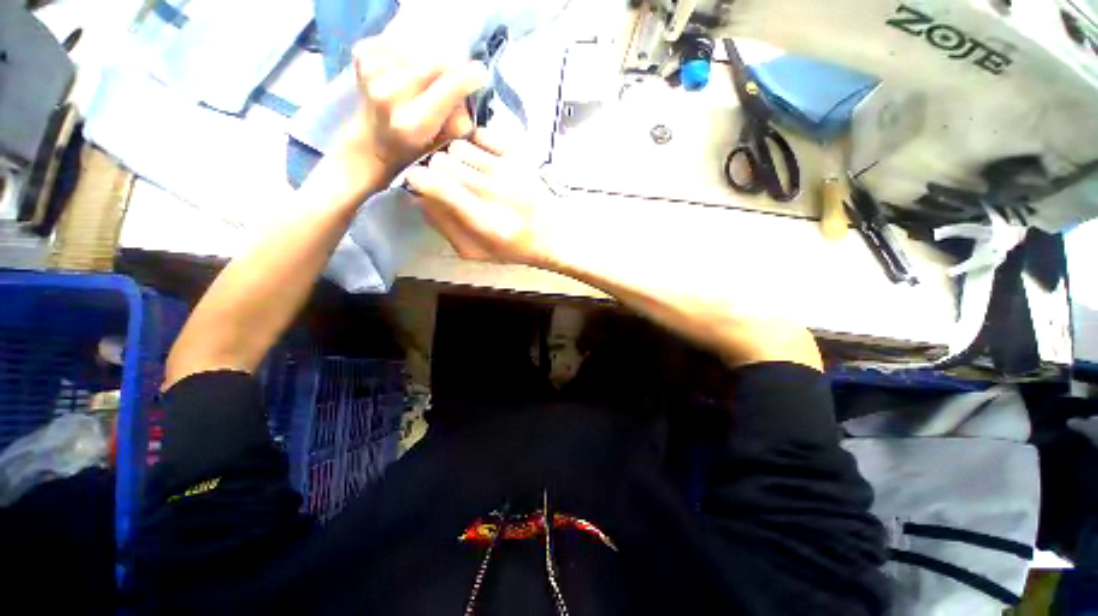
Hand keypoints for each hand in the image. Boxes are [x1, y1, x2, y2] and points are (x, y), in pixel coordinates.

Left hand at [332, 38, 488, 183]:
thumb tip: (469, 88)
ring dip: (431, 58)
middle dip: (452, 65)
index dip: (468, 77)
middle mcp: (388, 96)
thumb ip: (460, 120)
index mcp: (412, 124)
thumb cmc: (416, 145)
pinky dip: (410, 51)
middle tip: (458, 75)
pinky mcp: (361, 54)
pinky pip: (399, 41)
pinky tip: (408, 70)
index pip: (448, 87)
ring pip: (418, 48)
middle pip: (434, 61)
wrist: (374, 140)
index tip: (480, 73)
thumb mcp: (444, 144)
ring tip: (430, 78)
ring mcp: (371, 73)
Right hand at [406, 130, 562, 266]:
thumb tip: (418, 196)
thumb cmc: (513, 248)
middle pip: (443, 161)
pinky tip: (482, 162)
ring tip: (468, 175)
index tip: (418, 183)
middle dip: (438, 172)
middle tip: (448, 184)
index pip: (438, 185)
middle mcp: (496, 192)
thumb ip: (444, 226)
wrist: (553, 235)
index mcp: (484, 221)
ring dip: (456, 160)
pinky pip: (481, 134)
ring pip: (459, 147)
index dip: (419, 180)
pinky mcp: (520, 156)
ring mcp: (510, 170)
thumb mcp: (475, 251)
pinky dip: (475, 145)